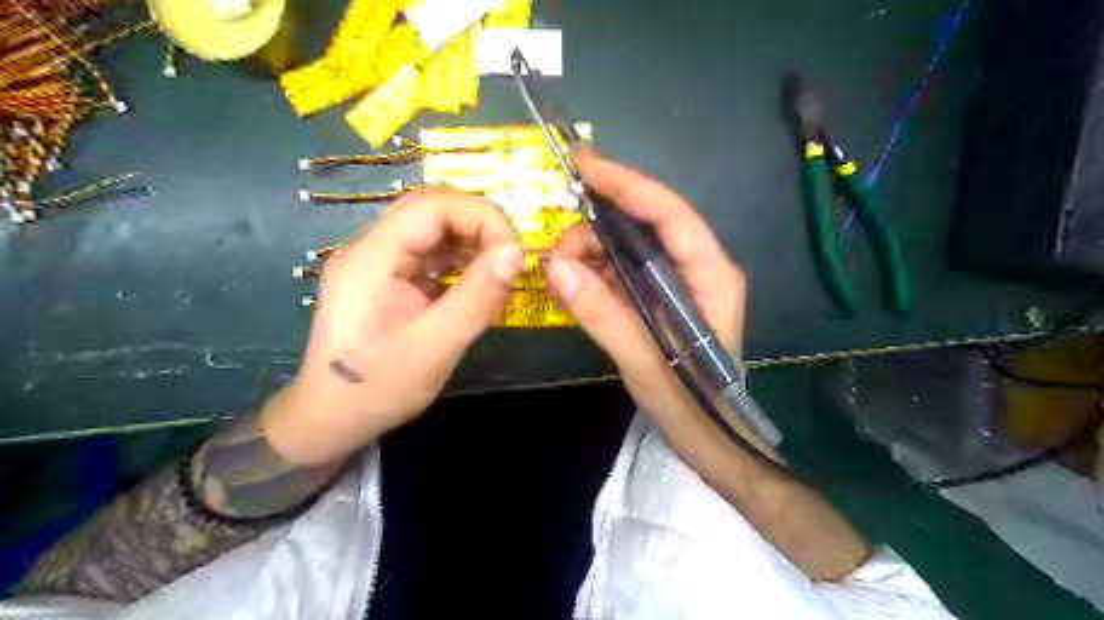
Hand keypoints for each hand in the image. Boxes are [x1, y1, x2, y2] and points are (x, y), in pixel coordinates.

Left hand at [269, 189, 525, 464]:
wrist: (331, 418)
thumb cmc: (379, 388)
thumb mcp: (436, 347)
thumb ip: (476, 298)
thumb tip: (516, 254)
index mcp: (373, 257)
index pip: (433, 205)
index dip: (481, 218)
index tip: (513, 255)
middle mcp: (372, 247)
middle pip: (433, 210)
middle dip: (479, 227)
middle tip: (510, 262)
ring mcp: (378, 261)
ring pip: (433, 229)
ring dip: (472, 243)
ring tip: (499, 273)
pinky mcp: (387, 277)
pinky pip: (429, 253)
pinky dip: (459, 261)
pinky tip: (477, 282)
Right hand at [549, 150, 754, 443]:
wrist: (710, 438)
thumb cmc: (691, 405)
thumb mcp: (645, 364)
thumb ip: (602, 315)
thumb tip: (556, 268)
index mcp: (710, 275)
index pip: (669, 213)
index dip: (627, 184)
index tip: (583, 165)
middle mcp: (698, 268)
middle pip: (646, 224)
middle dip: (597, 229)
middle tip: (556, 253)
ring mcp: (679, 282)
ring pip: (630, 247)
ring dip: (592, 253)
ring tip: (559, 276)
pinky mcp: (662, 298)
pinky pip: (625, 271)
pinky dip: (596, 273)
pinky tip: (573, 287)